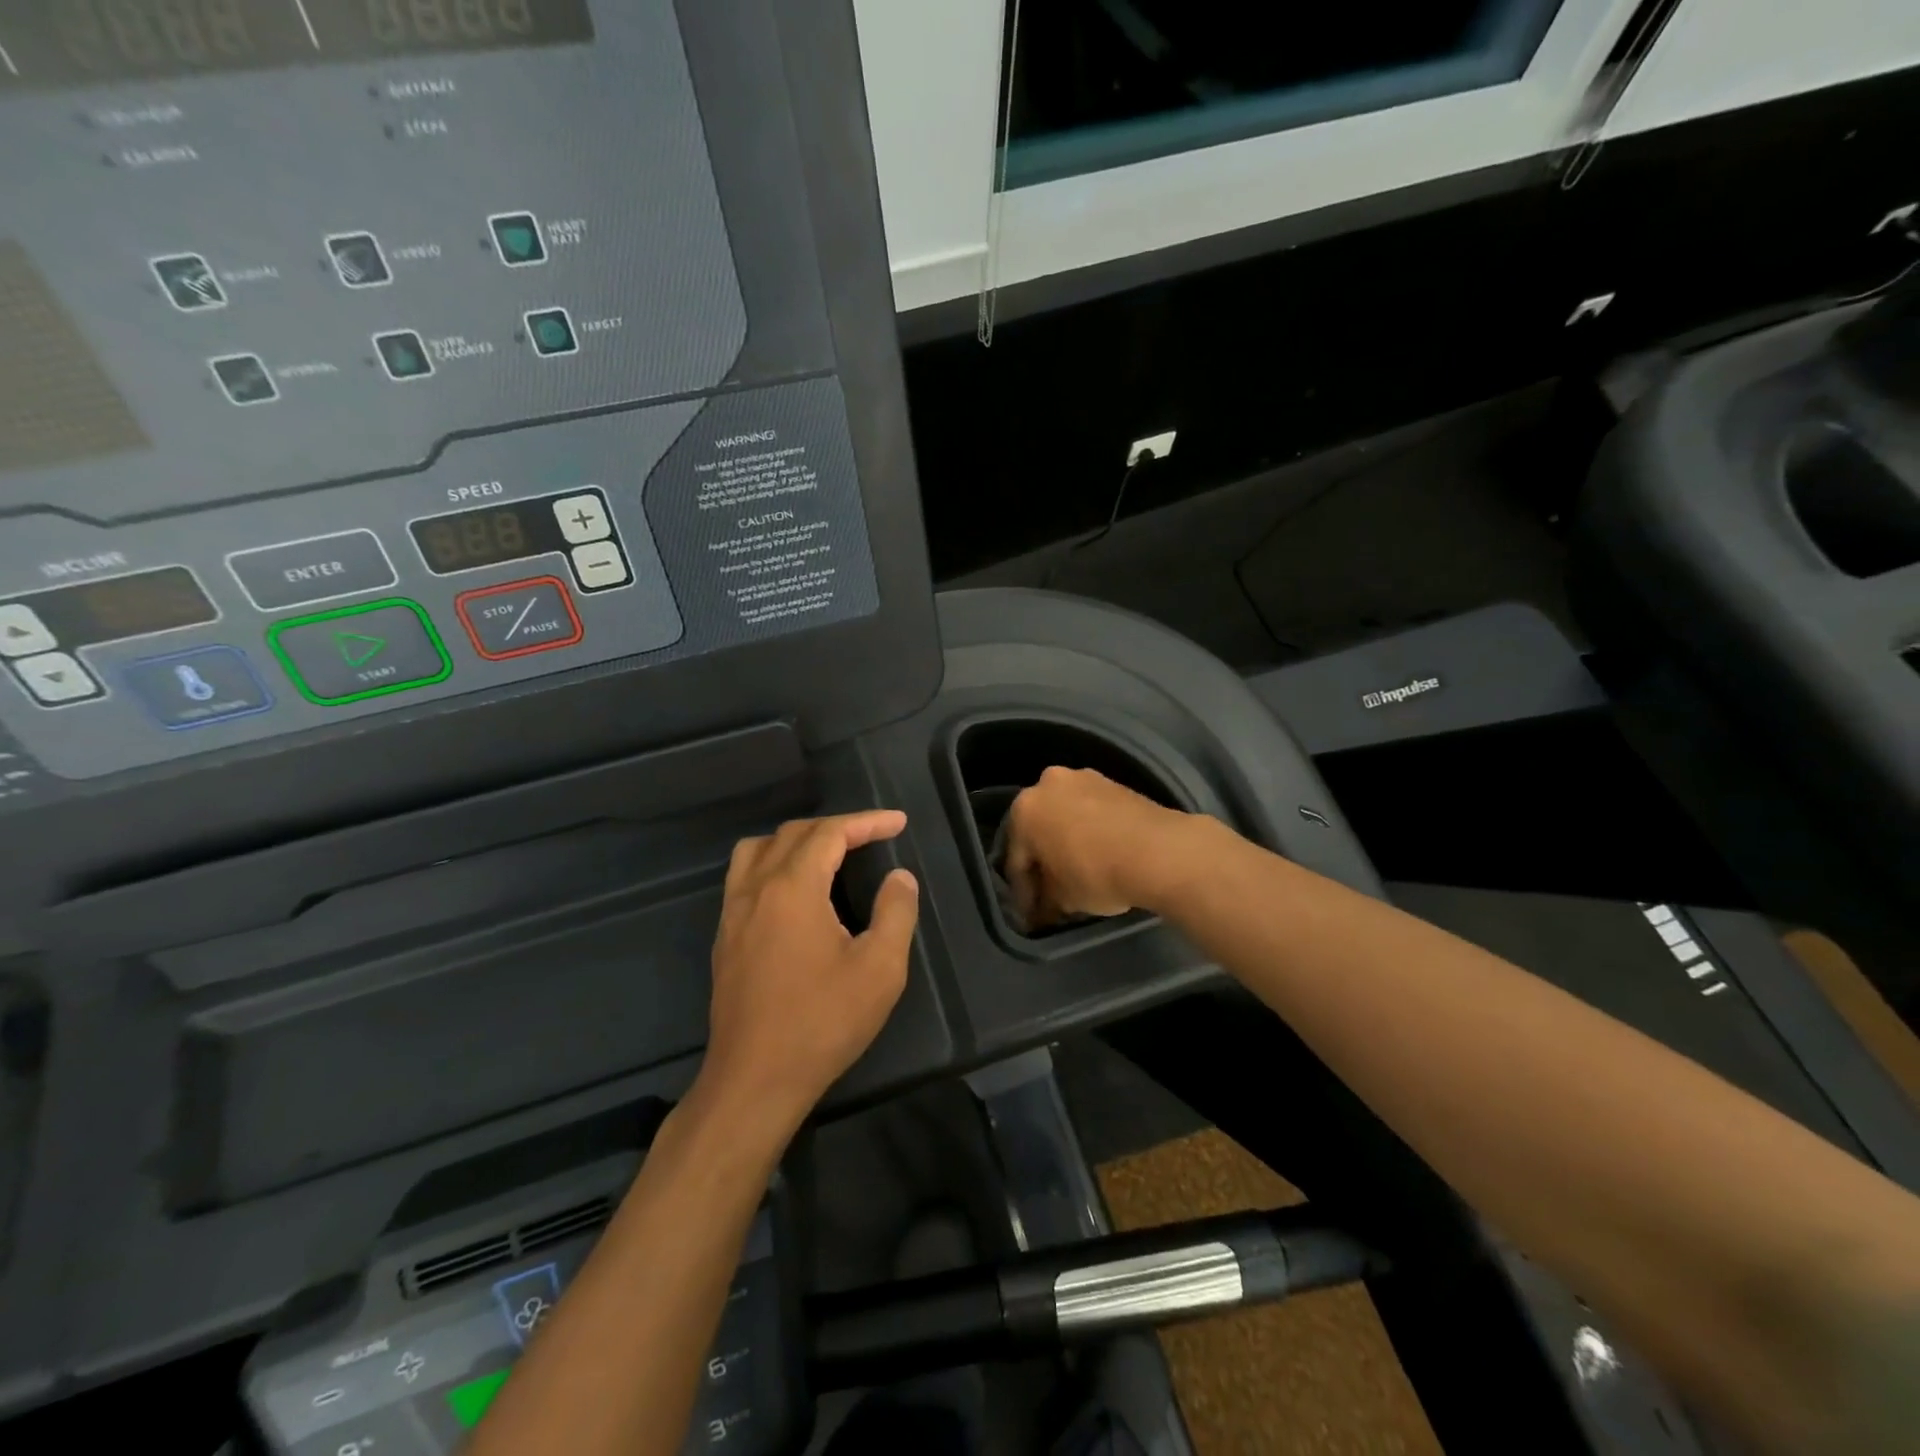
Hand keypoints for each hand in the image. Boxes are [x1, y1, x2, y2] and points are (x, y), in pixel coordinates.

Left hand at [699, 811, 919, 1140]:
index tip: (898, 822)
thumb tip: (899, 878)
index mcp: (793, 888)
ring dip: (795, 840)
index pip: (830, 833)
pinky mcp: (724, 938)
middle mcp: (756, 889)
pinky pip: (743, 877)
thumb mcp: (879, 969)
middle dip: (835, 827)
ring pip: (757, 850)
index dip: (866, 822)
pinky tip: (794, 892)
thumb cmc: (823, 1022)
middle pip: (793, 834)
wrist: (754, 1080)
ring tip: (827, 854)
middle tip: (871, 836)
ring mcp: (733, 913)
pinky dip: (772, 864)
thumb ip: (895, 913)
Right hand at [1004, 767, 1192, 927]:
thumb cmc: (1096, 873)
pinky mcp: (1114, 782)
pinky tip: (1101, 854)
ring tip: (1078, 871)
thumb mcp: (1063, 898)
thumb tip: (1044, 907)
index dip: (1023, 891)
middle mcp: (1047, 784)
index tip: (1032, 914)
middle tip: (1052, 890)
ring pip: (1067, 816)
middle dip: (1044, 859)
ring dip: (1068, 841)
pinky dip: (1091, 831)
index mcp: (1024, 809)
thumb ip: (1045, 899)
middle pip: (1039, 830)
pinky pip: (1092, 811)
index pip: (1016, 858)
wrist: (1160, 851)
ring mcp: (1084, 778)